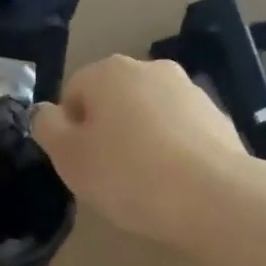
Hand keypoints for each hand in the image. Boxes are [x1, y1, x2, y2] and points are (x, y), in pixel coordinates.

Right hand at [32, 55, 247, 245]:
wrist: (213, 196)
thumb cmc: (128, 175)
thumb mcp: (69, 157)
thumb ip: (47, 128)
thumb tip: (47, 112)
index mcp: (109, 71)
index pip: (74, 92)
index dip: (69, 130)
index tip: (79, 164)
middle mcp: (151, 68)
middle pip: (113, 101)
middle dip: (106, 131)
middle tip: (107, 176)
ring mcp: (190, 91)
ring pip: (148, 115)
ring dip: (140, 141)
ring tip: (143, 184)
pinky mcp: (218, 118)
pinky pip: (179, 133)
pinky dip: (171, 152)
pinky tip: (173, 184)